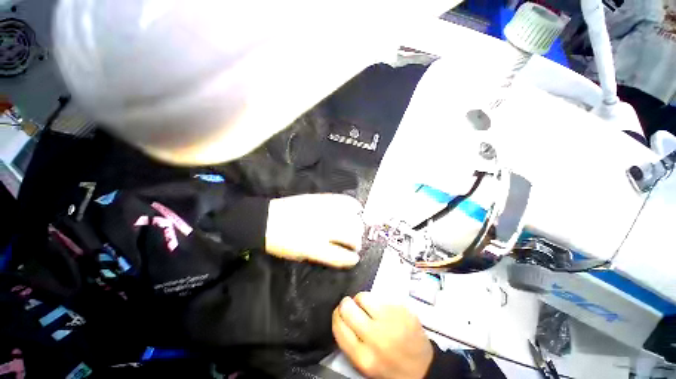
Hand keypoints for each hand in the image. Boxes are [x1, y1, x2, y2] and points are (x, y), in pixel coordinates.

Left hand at [265, 194, 363, 267]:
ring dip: (358, 225)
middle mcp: (322, 229)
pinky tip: (357, 208)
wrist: (266, 220)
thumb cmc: (280, 243)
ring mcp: (322, 212)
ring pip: (350, 218)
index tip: (355, 258)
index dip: (351, 259)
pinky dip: (352, 204)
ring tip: (358, 227)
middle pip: (350, 235)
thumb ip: (322, 254)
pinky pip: (342, 200)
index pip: (341, 256)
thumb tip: (339, 251)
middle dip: (357, 242)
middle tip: (357, 243)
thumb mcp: (300, 255)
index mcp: (315, 248)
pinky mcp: (320, 199)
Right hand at [333, 292, 433, 378]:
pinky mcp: (402, 309)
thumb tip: (340, 314)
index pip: (338, 324)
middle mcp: (375, 337)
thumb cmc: (389, 366)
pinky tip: (383, 310)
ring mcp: (391, 320)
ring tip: (369, 308)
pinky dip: (378, 301)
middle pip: (347, 307)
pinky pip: (380, 296)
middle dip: (346, 304)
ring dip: (362, 300)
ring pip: (363, 296)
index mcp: (363, 356)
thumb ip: (349, 341)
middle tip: (352, 308)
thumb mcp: (364, 363)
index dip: (336, 315)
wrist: (423, 368)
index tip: (340, 313)